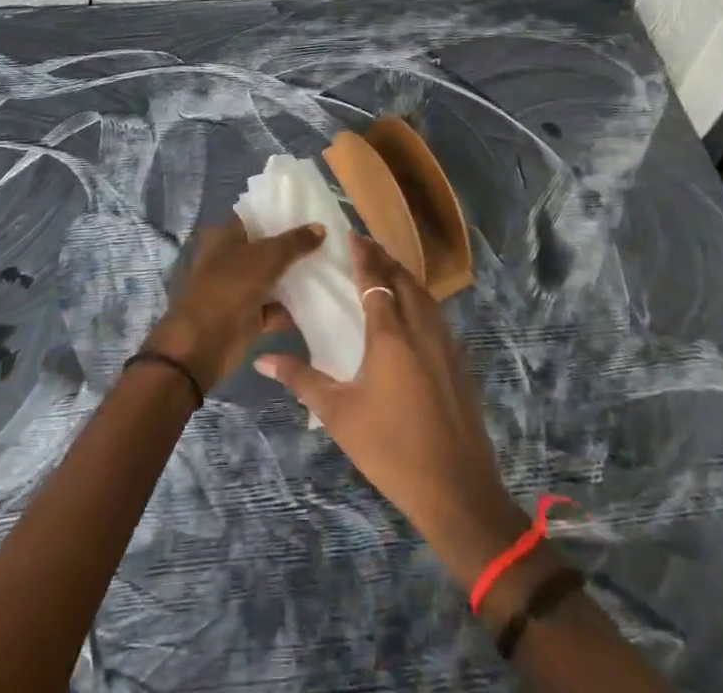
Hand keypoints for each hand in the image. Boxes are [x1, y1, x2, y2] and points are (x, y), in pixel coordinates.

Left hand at [143, 220, 325, 392]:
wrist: (203, 345)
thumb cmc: (229, 288)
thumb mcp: (265, 258)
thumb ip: (294, 242)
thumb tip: (320, 227)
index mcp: (225, 236)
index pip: (257, 218)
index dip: (282, 214)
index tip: (313, 212)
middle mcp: (231, 259)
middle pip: (267, 248)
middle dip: (294, 247)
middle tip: (328, 240)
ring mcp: (239, 289)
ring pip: (273, 278)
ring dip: (295, 278)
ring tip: (331, 266)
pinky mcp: (248, 317)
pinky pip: (275, 307)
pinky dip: (292, 307)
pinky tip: (320, 300)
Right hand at [255, 233, 527, 583]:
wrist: (455, 488)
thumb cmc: (390, 448)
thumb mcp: (338, 414)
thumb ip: (302, 379)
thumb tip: (263, 359)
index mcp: (390, 333)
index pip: (375, 280)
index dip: (363, 255)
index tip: (351, 234)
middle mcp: (421, 327)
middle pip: (404, 279)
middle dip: (385, 258)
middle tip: (366, 245)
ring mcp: (445, 343)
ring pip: (425, 295)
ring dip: (405, 276)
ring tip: (387, 269)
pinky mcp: (459, 361)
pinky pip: (437, 314)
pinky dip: (421, 298)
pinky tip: (413, 311)